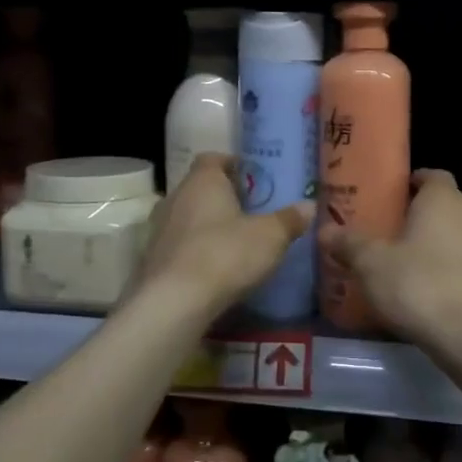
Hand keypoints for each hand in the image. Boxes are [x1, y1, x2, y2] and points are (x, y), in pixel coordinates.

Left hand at [135, 154, 312, 316]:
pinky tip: (215, 268)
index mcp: (203, 181)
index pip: (213, 158)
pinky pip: (179, 245)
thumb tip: (308, 205)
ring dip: (208, 225)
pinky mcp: (152, 259)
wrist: (173, 303)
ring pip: (188, 217)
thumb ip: (290, 219)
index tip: (254, 179)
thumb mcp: (270, 237)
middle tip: (251, 212)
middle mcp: (176, 196)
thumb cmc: (225, 255)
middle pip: (200, 188)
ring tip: (235, 242)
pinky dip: (195, 251)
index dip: (233, 165)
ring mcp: (159, 228)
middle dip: (224, 197)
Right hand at [324, 170, 461, 365]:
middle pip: (445, 203)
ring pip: (458, 232)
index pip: (432, 175)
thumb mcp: (372, 264)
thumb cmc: (419, 286)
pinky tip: (427, 287)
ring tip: (406, 260)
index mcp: (443, 199)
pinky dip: (450, 265)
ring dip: (436, 240)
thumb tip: (324, 230)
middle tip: (390, 229)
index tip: (390, 196)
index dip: (412, 182)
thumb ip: (349, 243)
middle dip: (420, 212)